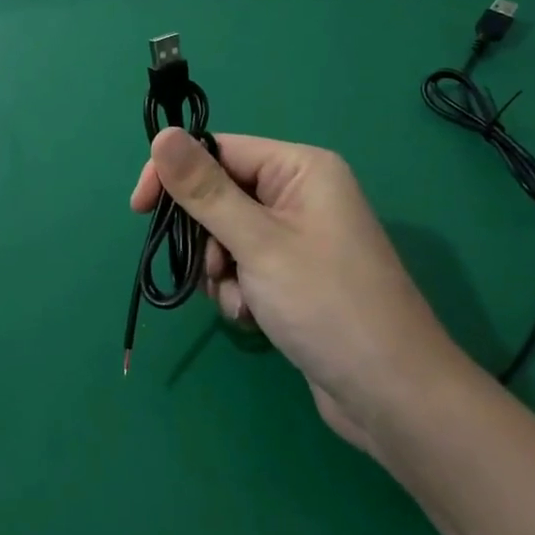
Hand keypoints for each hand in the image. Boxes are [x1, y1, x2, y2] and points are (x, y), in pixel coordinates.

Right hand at [131, 130, 466, 454]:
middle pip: (221, 193)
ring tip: (242, 301)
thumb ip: (205, 190)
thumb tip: (161, 135)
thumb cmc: (327, 307)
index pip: (219, 150)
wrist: (394, 398)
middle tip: (214, 270)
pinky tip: (255, 317)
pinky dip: (239, 290)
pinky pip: (245, 265)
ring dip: (221, 270)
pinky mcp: (296, 274)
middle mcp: (301, 193)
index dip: (177, 175)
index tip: (140, 209)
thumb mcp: (257, 243)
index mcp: (300, 168)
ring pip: (227, 234)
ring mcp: (300, 236)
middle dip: (206, 236)